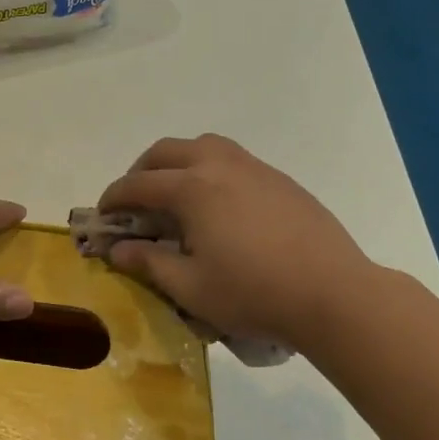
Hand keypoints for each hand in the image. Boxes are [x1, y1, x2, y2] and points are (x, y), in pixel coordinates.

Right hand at [98, 134, 378, 346]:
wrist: (335, 294)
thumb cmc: (254, 293)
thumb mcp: (191, 288)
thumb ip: (149, 263)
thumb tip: (118, 249)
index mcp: (191, 188)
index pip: (138, 184)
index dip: (114, 198)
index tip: (103, 214)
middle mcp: (218, 166)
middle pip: (166, 152)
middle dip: (142, 171)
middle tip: (135, 201)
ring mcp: (253, 168)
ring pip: (203, 145)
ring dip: (178, 161)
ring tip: (176, 192)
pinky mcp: (280, 180)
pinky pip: (233, 159)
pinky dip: (210, 170)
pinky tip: (220, 205)